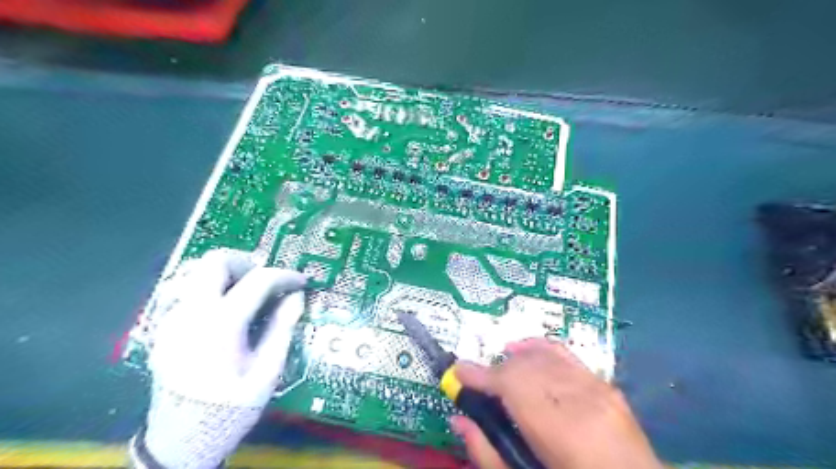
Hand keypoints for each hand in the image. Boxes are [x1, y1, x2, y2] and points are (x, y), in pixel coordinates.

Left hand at [137, 251, 306, 468]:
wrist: (179, 442)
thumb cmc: (230, 408)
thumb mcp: (267, 371)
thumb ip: (282, 328)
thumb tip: (296, 296)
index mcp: (220, 325)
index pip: (258, 280)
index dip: (285, 276)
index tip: (301, 282)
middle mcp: (190, 313)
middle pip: (216, 261)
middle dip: (248, 263)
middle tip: (268, 282)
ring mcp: (171, 319)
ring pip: (196, 271)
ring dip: (226, 273)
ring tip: (247, 292)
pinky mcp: (163, 328)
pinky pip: (185, 290)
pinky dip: (209, 287)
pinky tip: (224, 308)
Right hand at [447, 340, 662, 468]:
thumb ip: (488, 453)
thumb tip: (458, 419)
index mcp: (562, 433)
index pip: (512, 386)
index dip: (480, 375)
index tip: (457, 372)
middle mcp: (582, 402)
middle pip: (525, 368)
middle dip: (495, 371)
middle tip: (478, 384)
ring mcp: (598, 389)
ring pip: (542, 357)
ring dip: (514, 361)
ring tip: (499, 373)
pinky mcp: (606, 385)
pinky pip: (566, 354)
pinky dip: (539, 347)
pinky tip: (522, 347)